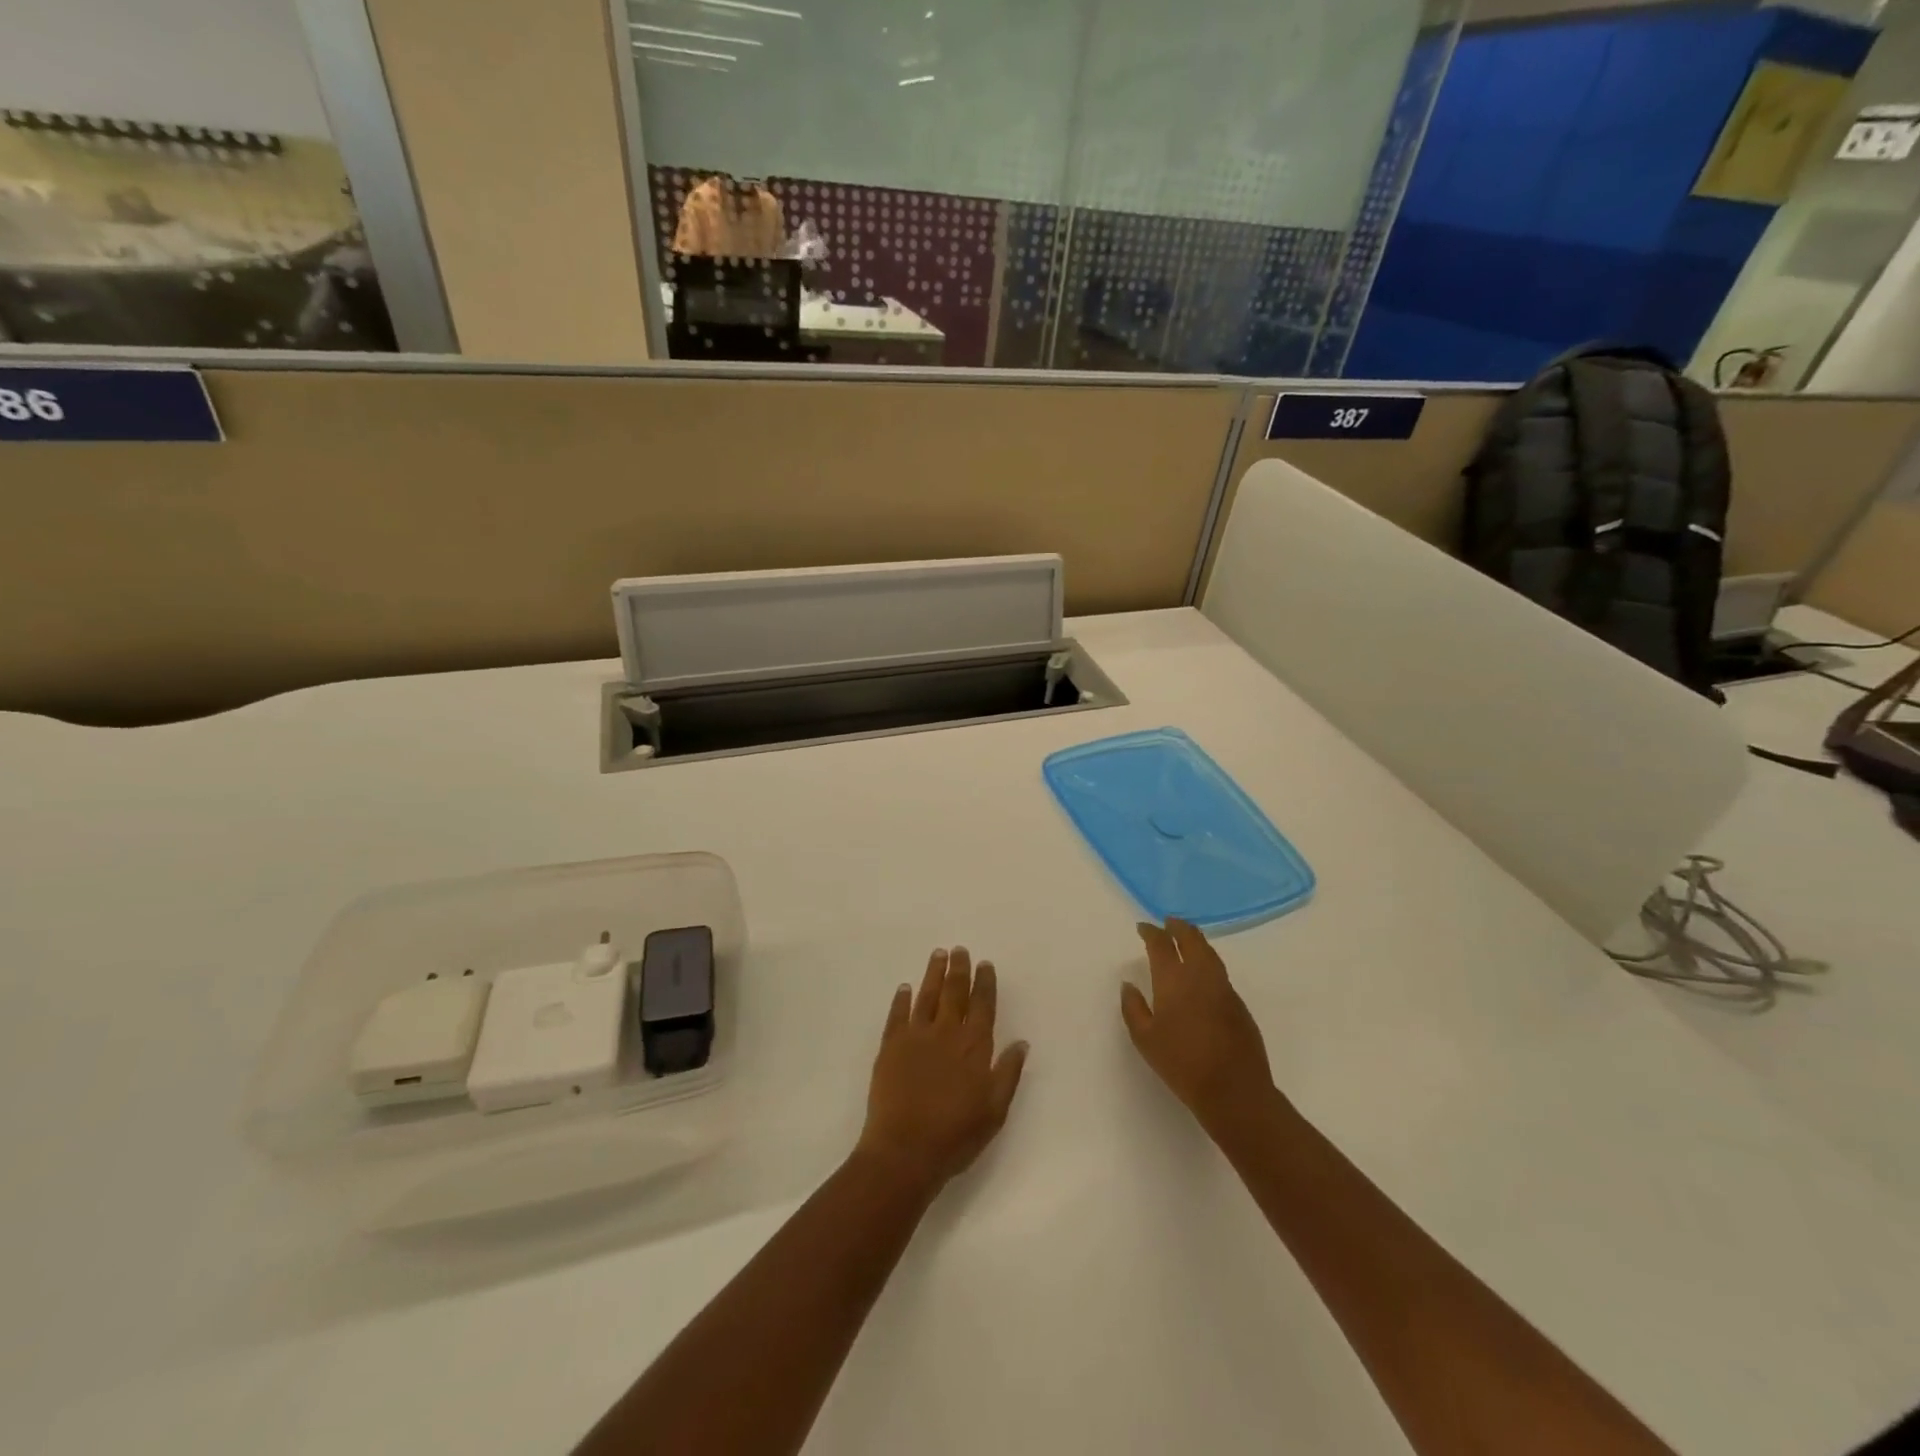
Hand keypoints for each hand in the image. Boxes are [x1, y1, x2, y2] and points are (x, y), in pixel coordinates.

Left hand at [856, 947, 1028, 1194]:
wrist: (904, 1150)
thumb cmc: (956, 1135)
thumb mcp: (994, 1110)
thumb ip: (1008, 1073)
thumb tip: (1021, 1042)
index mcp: (974, 1046)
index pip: (982, 1005)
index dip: (984, 983)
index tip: (984, 964)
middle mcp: (946, 1032)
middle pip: (954, 992)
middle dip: (959, 969)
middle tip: (959, 950)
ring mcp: (915, 1036)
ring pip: (926, 996)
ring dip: (933, 974)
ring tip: (938, 955)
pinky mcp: (890, 1046)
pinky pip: (897, 1014)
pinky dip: (902, 999)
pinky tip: (905, 988)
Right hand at [1122, 919, 1277, 1135]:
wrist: (1234, 1090)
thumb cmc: (1182, 1064)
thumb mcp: (1145, 1039)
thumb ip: (1133, 1008)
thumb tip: (1129, 984)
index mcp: (1173, 980)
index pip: (1161, 944)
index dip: (1151, 932)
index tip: (1144, 927)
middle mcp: (1200, 975)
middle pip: (1191, 939)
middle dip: (1178, 927)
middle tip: (1168, 922)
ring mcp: (1224, 988)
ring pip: (1209, 953)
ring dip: (1196, 940)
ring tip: (1186, 938)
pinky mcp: (1239, 1004)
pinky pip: (1220, 972)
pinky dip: (1208, 961)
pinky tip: (1202, 972)